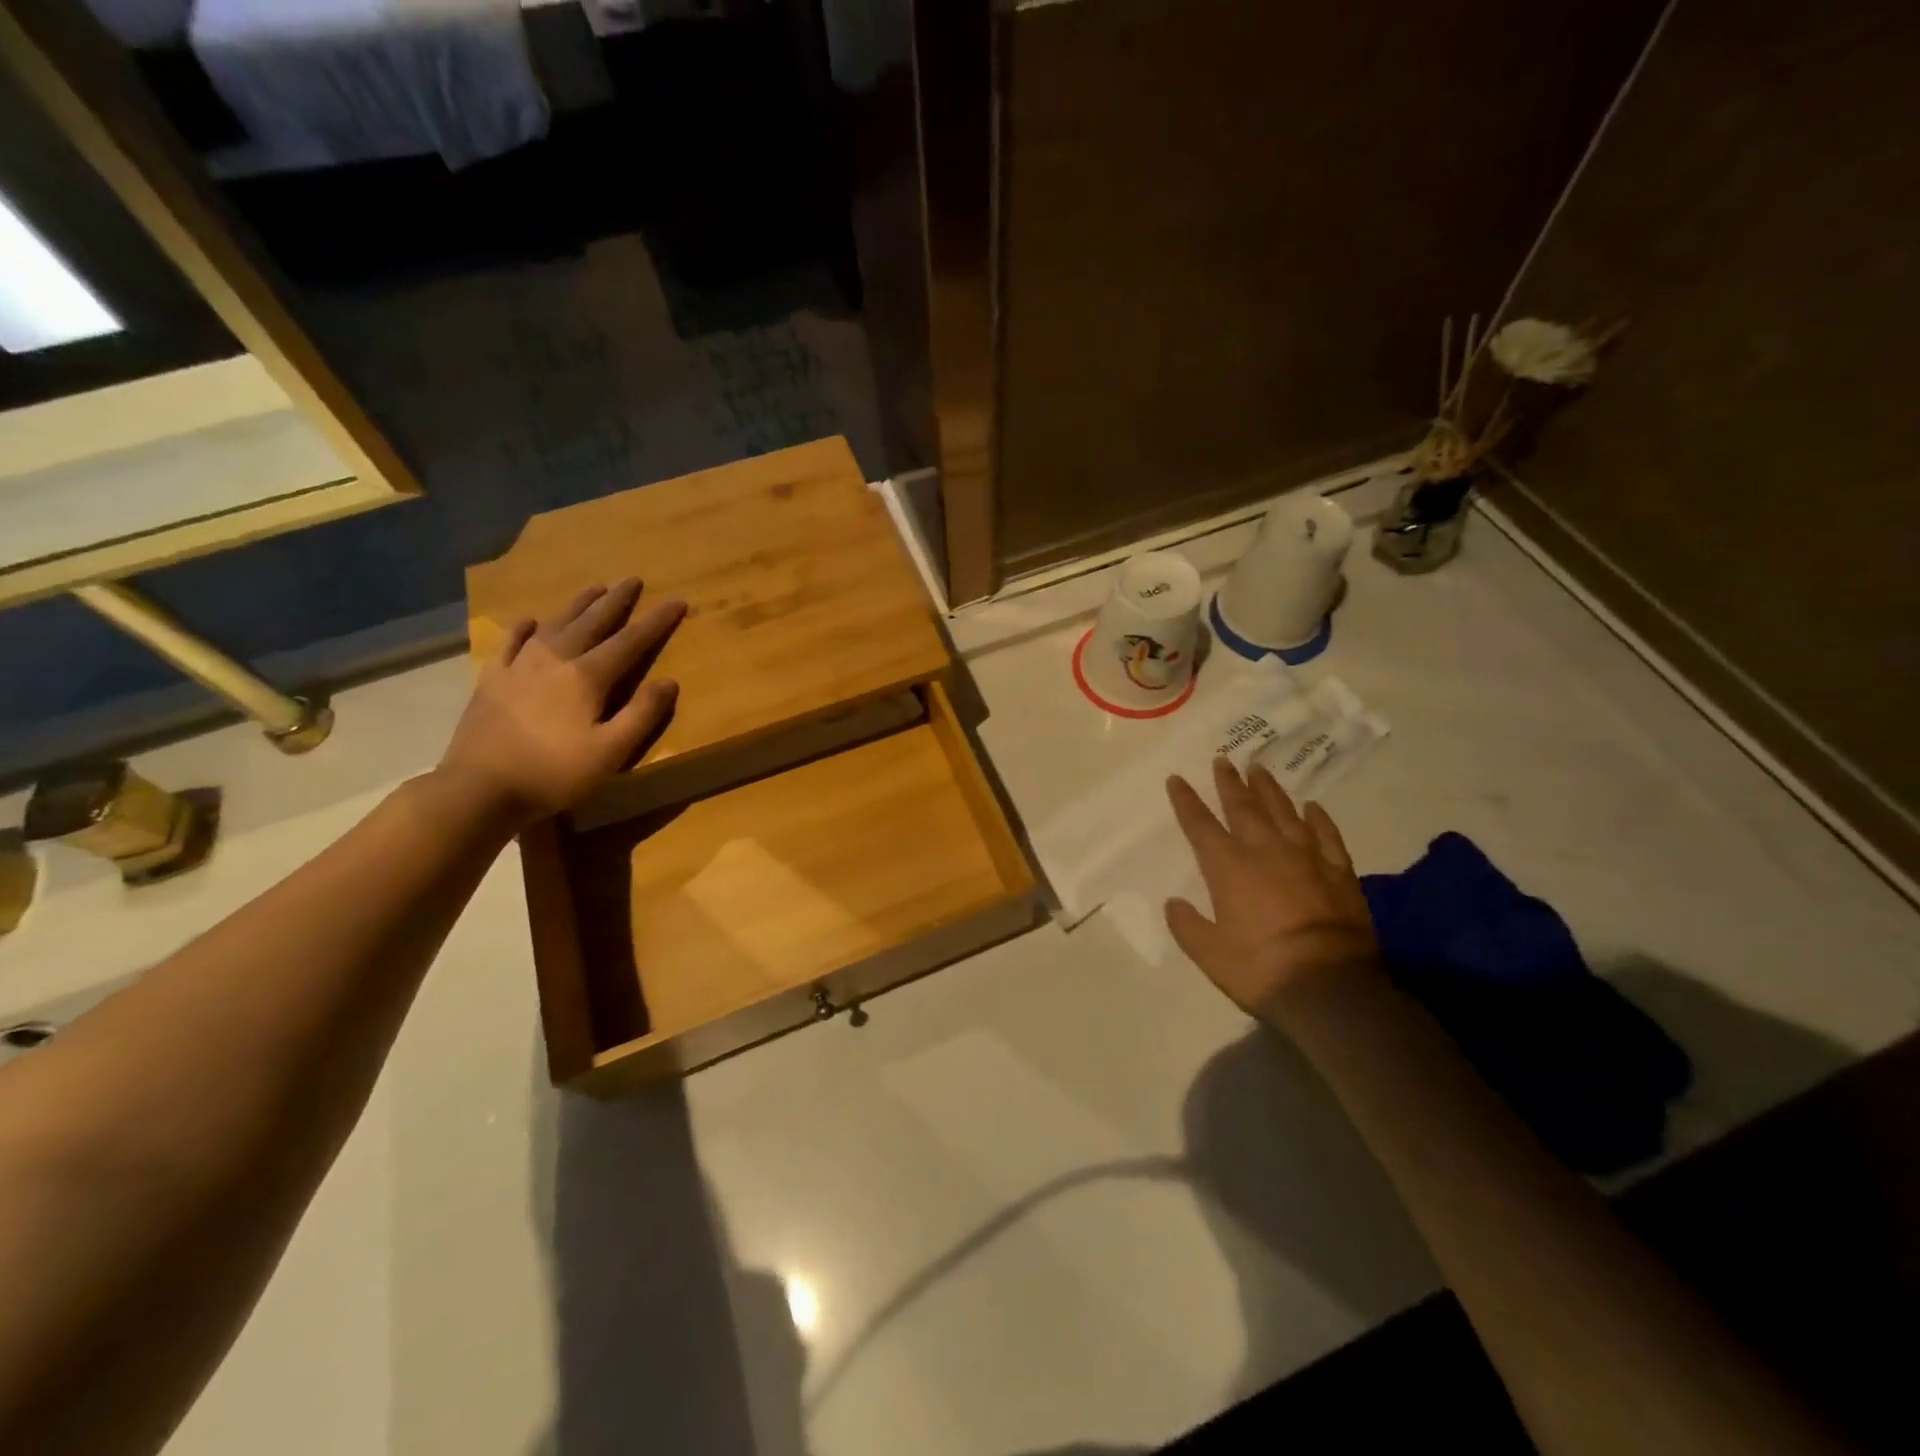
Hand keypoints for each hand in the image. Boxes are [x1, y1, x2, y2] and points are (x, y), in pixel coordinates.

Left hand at [439, 579, 685, 822]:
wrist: (479, 788)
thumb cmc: (554, 773)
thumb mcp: (611, 752)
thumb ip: (642, 714)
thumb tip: (669, 681)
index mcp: (587, 677)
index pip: (630, 641)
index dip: (656, 621)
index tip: (676, 602)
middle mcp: (555, 660)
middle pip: (592, 622)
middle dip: (616, 601)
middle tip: (632, 580)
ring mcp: (519, 666)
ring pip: (555, 624)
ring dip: (577, 605)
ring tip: (594, 588)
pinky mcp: (492, 679)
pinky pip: (511, 643)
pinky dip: (524, 628)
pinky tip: (530, 621)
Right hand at [1165, 758, 1382, 1026]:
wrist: (1331, 988)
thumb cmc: (1261, 969)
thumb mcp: (1210, 955)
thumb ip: (1188, 926)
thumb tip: (1173, 903)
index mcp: (1228, 867)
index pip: (1200, 825)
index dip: (1186, 801)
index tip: (1177, 779)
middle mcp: (1265, 851)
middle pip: (1243, 807)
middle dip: (1229, 783)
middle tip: (1222, 759)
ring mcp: (1306, 858)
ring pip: (1284, 812)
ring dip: (1269, 789)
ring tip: (1259, 768)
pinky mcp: (1339, 872)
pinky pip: (1327, 835)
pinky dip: (1318, 818)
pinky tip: (1312, 807)